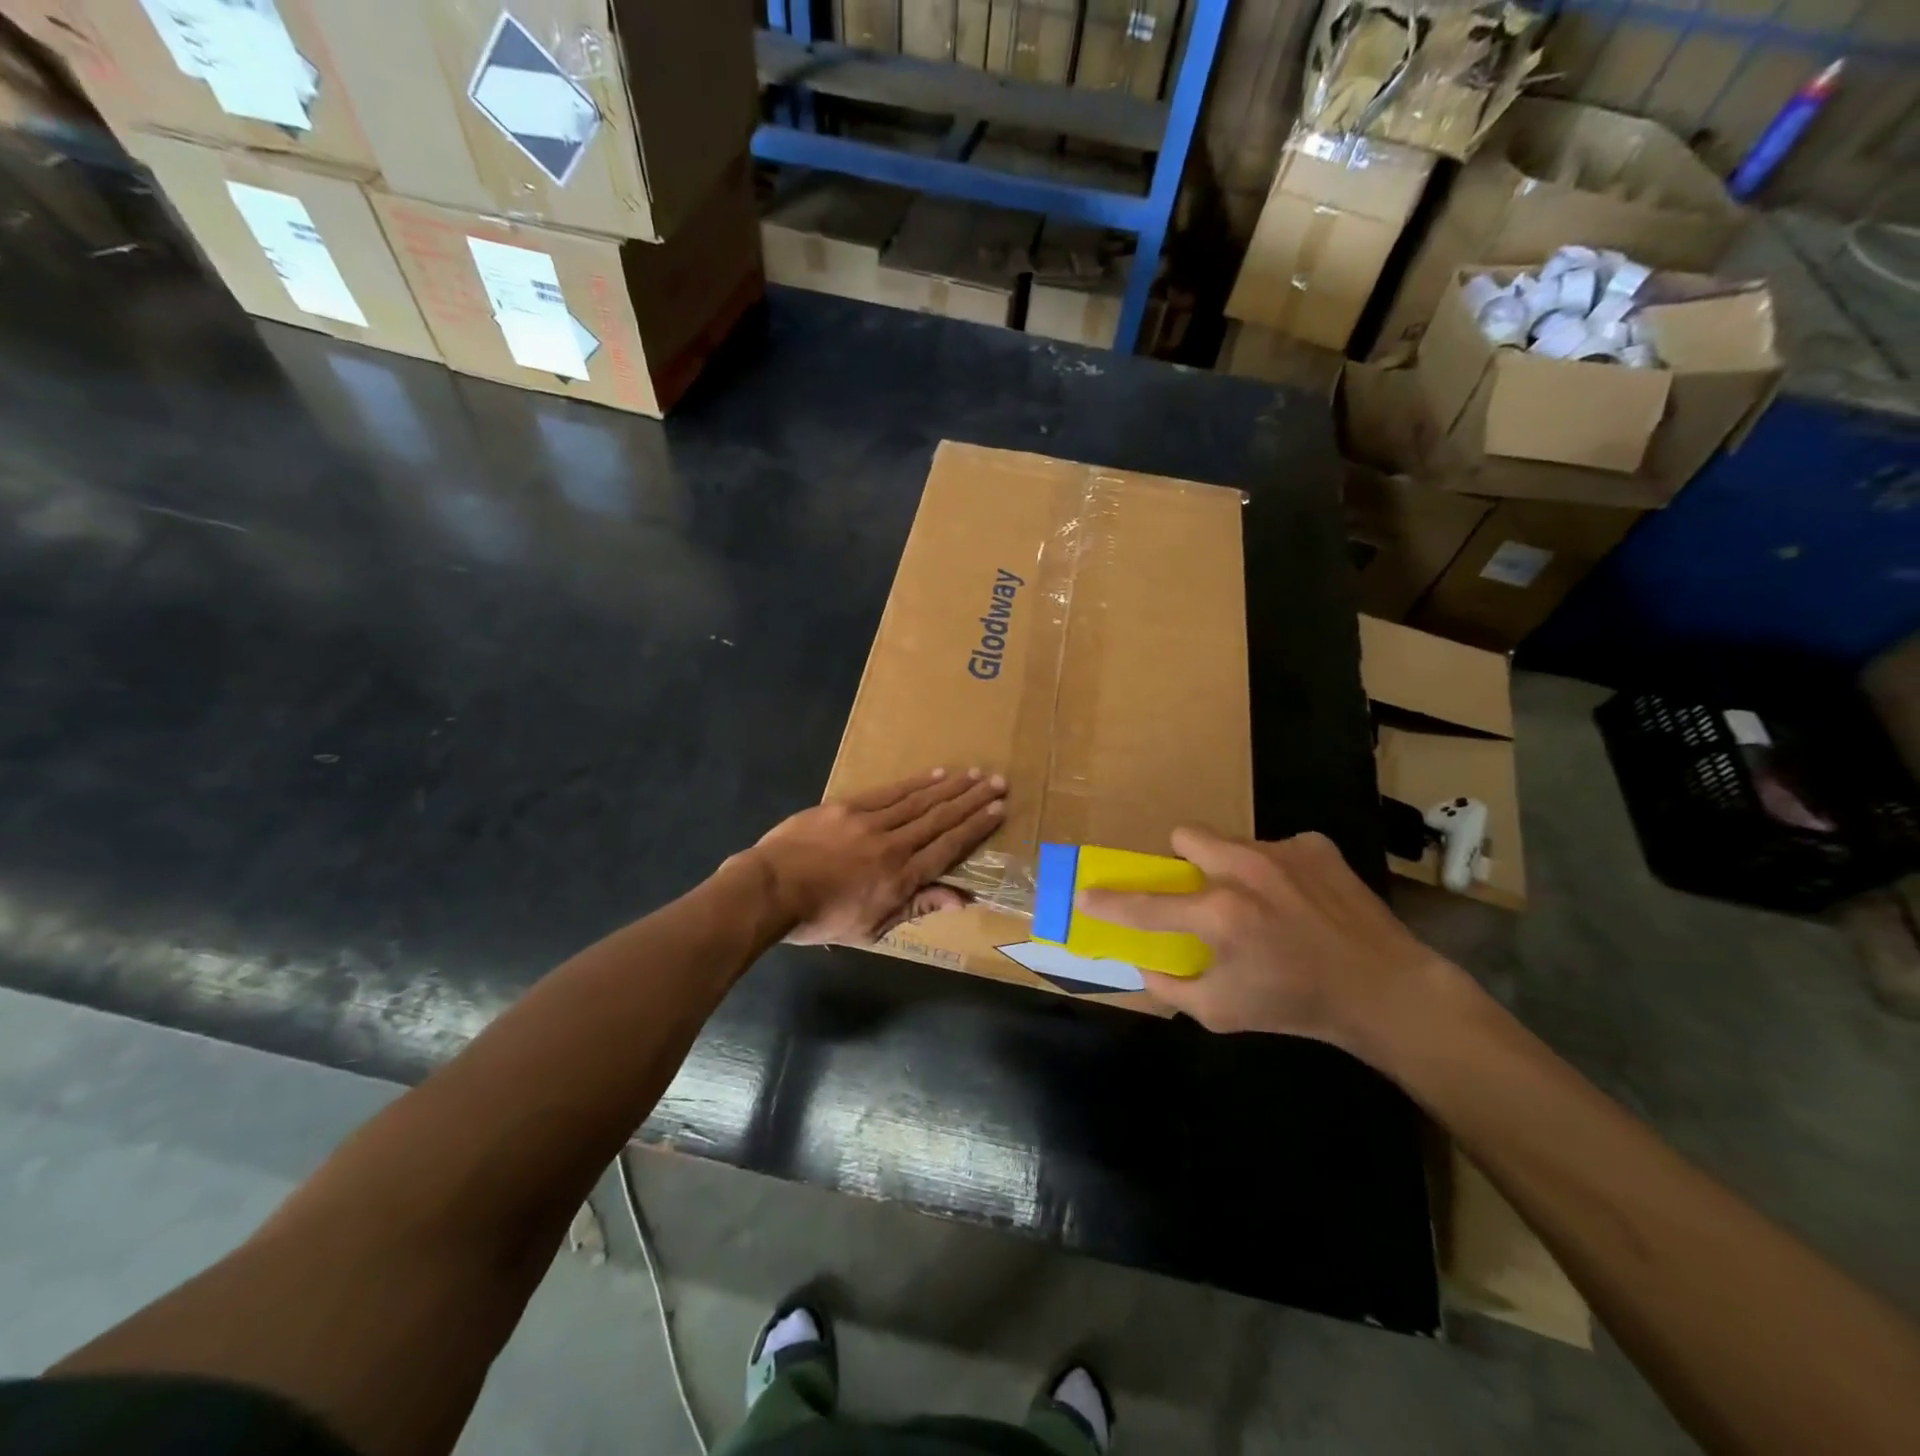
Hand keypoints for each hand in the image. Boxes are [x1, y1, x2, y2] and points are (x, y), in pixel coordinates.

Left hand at [744, 768, 1007, 945]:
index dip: (975, 828)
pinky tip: (935, 774)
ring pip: (919, 801)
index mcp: (901, 878)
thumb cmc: (820, 918)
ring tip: (974, 774)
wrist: (771, 889)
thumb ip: (917, 907)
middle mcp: (893, 845)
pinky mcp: (848, 807)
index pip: (948, 847)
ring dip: (950, 787)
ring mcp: (870, 822)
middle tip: (998, 782)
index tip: (998, 810)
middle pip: (940, 818)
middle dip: (972, 800)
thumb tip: (962, 898)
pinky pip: (889, 792)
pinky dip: (915, 783)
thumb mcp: (872, 928)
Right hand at [1075, 826, 1454, 1052]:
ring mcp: (1283, 851)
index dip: (1109, 902)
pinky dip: (1276, 870)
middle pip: (1185, 835)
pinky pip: (1275, 847)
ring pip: (1231, 842)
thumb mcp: (1223, 1013)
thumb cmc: (1297, 1006)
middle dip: (1182, 860)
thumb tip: (1143, 965)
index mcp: (1220, 914)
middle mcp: (1246, 870)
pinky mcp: (1315, 845)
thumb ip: (1172, 987)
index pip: (1146, 904)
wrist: (1386, 991)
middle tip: (1200, 892)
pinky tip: (1300, 900)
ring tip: (1261, 903)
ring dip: (1231, 868)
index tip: (1085, 894)